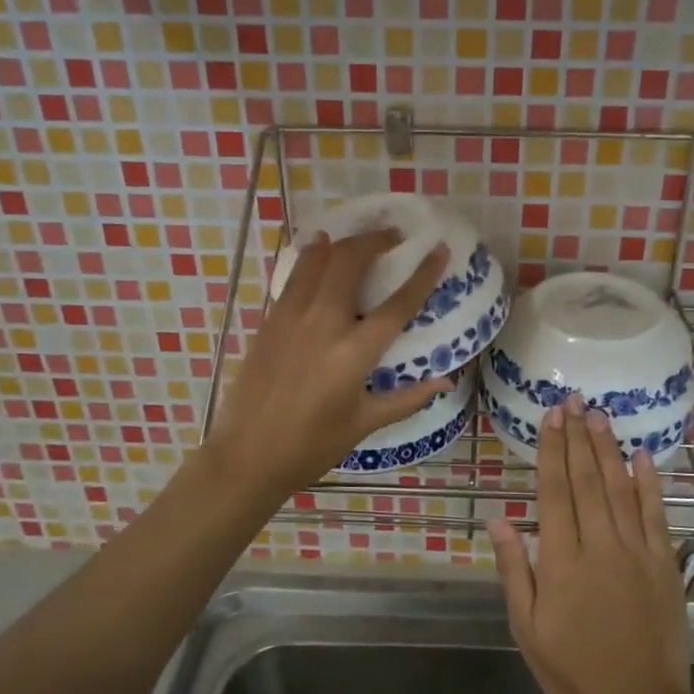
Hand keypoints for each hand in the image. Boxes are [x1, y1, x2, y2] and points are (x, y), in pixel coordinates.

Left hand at [206, 229, 449, 501]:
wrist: (247, 455)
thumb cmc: (312, 446)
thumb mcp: (364, 423)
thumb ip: (408, 398)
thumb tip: (446, 380)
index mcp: (354, 353)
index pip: (398, 303)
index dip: (423, 274)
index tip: (438, 249)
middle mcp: (324, 324)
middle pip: (351, 262)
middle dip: (376, 240)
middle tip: (394, 237)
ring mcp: (291, 317)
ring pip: (318, 259)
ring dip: (342, 242)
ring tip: (359, 239)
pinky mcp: (269, 320)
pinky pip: (294, 276)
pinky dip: (311, 257)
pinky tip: (319, 251)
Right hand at [489, 393, 690, 693]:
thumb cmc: (572, 670)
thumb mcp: (527, 627)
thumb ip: (514, 569)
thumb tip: (499, 518)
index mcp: (562, 560)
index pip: (554, 491)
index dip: (552, 451)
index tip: (551, 418)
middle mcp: (599, 546)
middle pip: (587, 480)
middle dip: (578, 437)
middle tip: (574, 401)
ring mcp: (637, 552)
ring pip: (620, 489)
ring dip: (608, 449)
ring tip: (600, 416)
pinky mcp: (665, 564)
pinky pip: (656, 515)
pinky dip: (649, 483)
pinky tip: (642, 456)